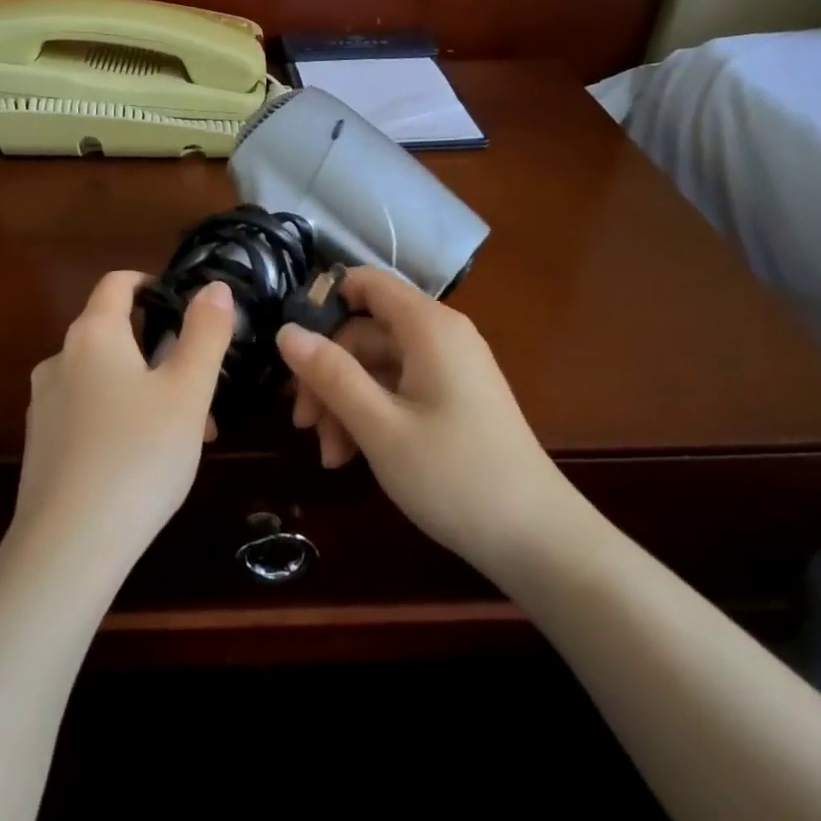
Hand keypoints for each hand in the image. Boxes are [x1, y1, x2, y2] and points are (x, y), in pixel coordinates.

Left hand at [13, 272, 233, 576]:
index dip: (151, 284)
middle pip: (114, 335)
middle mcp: (59, 360)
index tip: (184, 308)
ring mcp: (44, 404)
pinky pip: (88, 414)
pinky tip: (146, 462)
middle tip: (201, 392)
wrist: (70, 543)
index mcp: (93, 335)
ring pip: (105, 379)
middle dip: (162, 353)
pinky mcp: (40, 444)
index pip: (117, 284)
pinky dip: (121, 419)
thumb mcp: (187, 392)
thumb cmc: (139, 455)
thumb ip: (205, 333)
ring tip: (187, 436)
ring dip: (147, 391)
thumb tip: (214, 287)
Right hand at [276, 268, 587, 571]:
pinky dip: (370, 416)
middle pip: (364, 334)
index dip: (324, 302)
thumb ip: (331, 374)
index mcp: (429, 328)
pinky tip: (351, 457)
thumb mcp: (379, 426)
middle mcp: (441, 337)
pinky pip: (397, 391)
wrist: (535, 537)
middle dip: (327, 375)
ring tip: (330, 455)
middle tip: (304, 425)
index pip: (367, 283)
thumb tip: (286, 331)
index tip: (290, 347)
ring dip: (344, 405)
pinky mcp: (451, 400)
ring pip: (376, 368)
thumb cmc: (453, 476)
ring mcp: (448, 370)